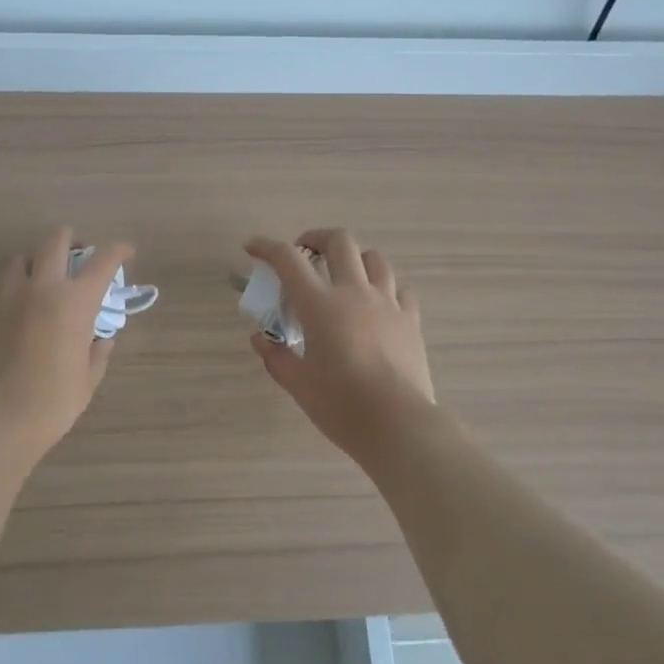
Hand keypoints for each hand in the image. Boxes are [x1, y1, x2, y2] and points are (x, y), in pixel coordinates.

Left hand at [0, 227, 134, 455]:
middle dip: (71, 240)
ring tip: (46, 275)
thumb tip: (102, 340)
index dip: (119, 250)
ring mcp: (15, 296)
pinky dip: (18, 282)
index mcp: (77, 300)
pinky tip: (27, 301)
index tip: (127, 252)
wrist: (6, 412)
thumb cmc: (58, 396)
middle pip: (56, 241)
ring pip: (22, 256)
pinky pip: (6, 283)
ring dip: (37, 259)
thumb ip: (98, 351)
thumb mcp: (90, 375)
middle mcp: (45, 287)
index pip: (103, 260)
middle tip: (80, 254)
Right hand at [244, 229, 436, 466]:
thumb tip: (260, 339)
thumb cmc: (341, 405)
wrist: (398, 425)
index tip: (252, 248)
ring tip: (342, 276)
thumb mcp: (298, 384)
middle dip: (316, 238)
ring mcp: (387, 303)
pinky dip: (383, 287)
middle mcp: (354, 293)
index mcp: (320, 305)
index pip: (288, 260)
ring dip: (353, 258)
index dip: (266, 247)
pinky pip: (398, 288)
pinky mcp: (410, 319)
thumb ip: (276, 356)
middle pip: (339, 241)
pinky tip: (376, 304)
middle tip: (304, 255)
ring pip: (374, 258)